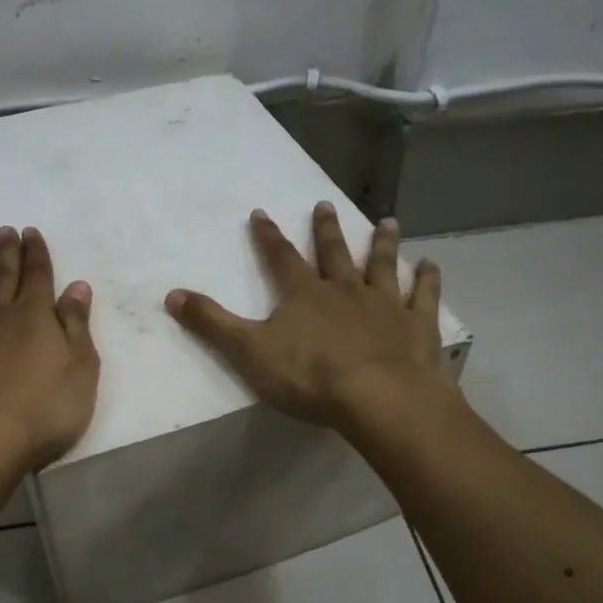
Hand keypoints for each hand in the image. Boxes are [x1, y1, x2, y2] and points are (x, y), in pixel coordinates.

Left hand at [0, 226, 99, 469]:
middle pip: (7, 279)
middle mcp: (3, 318)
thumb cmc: (46, 406)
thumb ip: (76, 324)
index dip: (37, 254)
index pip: (39, 276)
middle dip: (10, 254)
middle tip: (6, 231)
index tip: (31, 232)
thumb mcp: (80, 366)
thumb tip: (76, 285)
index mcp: (37, 316)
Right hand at [165, 202, 451, 428]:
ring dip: (383, 243)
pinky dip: (427, 279)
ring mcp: (385, 305)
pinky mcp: (417, 326)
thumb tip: (171, 294)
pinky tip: (431, 264)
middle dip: (326, 230)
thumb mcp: (248, 351)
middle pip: (334, 253)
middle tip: (324, 204)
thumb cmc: (309, 376)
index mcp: (304, 295)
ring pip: (382, 266)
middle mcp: (345, 290)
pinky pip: (423, 296)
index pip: (280, 258)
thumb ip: (212, 323)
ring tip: (387, 220)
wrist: (378, 397)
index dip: (267, 236)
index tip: (261, 212)